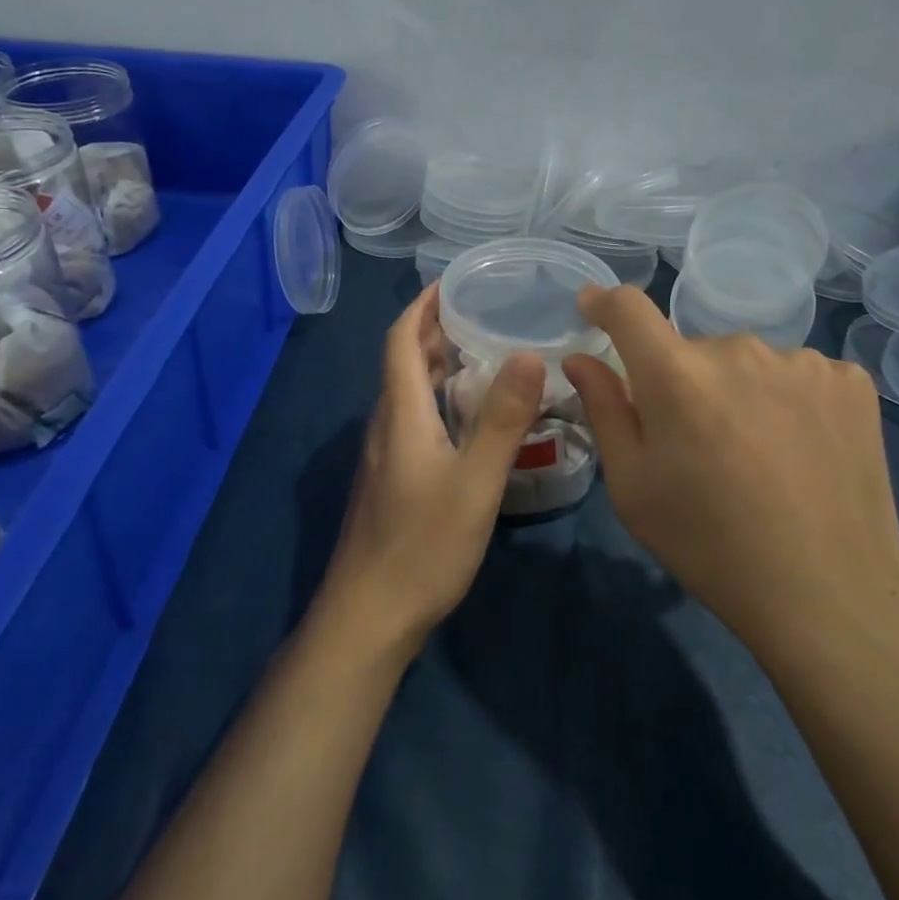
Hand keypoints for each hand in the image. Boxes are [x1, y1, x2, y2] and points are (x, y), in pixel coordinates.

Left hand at [321, 284, 547, 656]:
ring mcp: (385, 456)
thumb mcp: (474, 482)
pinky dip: (438, 400)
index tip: (452, 283)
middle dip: (435, 331)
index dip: (422, 307)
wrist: (369, 616)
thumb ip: (502, 420)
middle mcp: (387, 426)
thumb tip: (529, 355)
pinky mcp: (392, 481)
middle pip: (404, 363)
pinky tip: (469, 419)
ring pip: (409, 394)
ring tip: (482, 355)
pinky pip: (414, 421)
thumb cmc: (422, 546)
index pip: (401, 340)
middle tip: (481, 313)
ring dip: (437, 366)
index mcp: (400, 414)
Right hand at [562, 287, 898, 659]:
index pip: (629, 308)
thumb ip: (604, 409)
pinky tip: (800, 450)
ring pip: (746, 363)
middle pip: (691, 349)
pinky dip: (787, 400)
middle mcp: (739, 350)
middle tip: (695, 444)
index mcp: (677, 376)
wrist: (828, 595)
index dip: (605, 303)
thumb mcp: (632, 486)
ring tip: (756, 455)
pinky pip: (797, 374)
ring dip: (737, 391)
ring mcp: (803, 362)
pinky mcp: (851, 382)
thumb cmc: (709, 544)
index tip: (593, 309)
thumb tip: (581, 358)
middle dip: (681, 382)